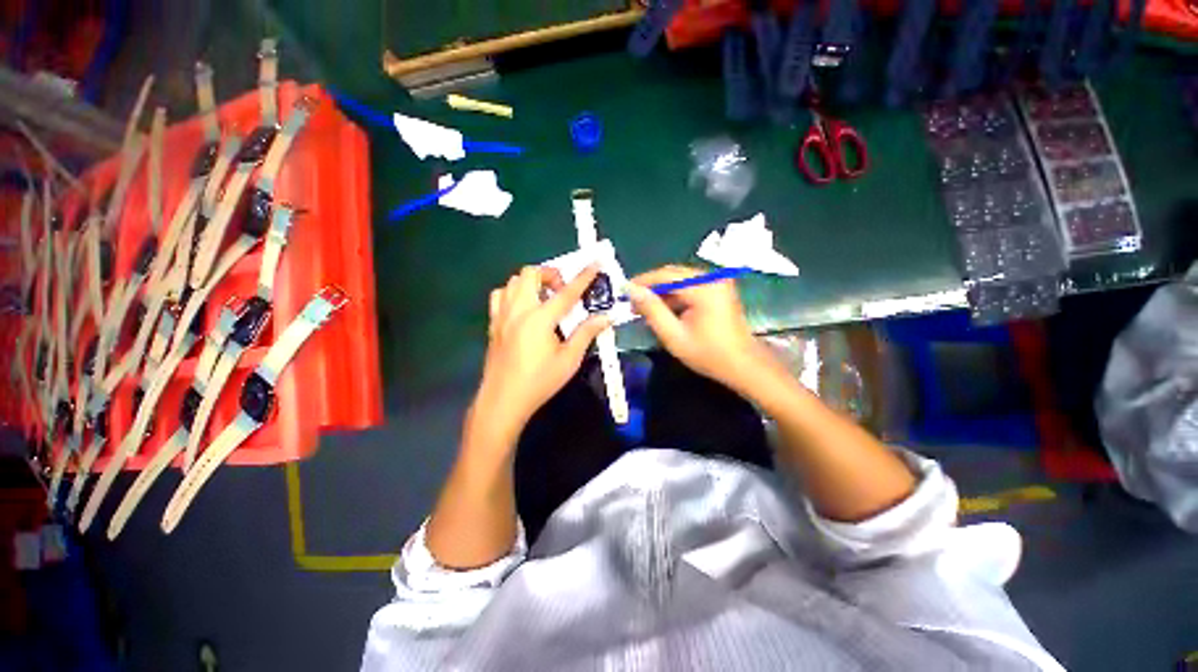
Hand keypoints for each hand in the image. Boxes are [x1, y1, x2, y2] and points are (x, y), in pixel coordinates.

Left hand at [471, 265, 609, 444]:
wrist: (503, 400)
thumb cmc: (539, 381)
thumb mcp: (569, 360)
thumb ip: (586, 334)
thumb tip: (605, 317)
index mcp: (540, 319)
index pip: (567, 292)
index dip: (584, 276)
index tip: (595, 262)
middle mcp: (519, 310)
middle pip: (531, 274)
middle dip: (551, 274)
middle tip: (563, 290)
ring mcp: (502, 315)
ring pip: (513, 281)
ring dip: (532, 282)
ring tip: (544, 297)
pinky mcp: (493, 323)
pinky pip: (500, 296)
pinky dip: (513, 293)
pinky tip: (523, 308)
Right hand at [627, 265, 770, 393]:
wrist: (743, 365)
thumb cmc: (708, 354)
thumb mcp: (674, 335)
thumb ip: (652, 311)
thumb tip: (632, 290)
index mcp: (705, 287)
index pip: (666, 275)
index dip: (643, 281)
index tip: (624, 290)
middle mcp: (713, 278)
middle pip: (673, 274)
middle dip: (651, 287)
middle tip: (632, 301)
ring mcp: (718, 282)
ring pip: (681, 280)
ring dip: (662, 292)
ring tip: (644, 308)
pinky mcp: (719, 289)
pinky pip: (690, 286)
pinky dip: (675, 296)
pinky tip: (663, 310)